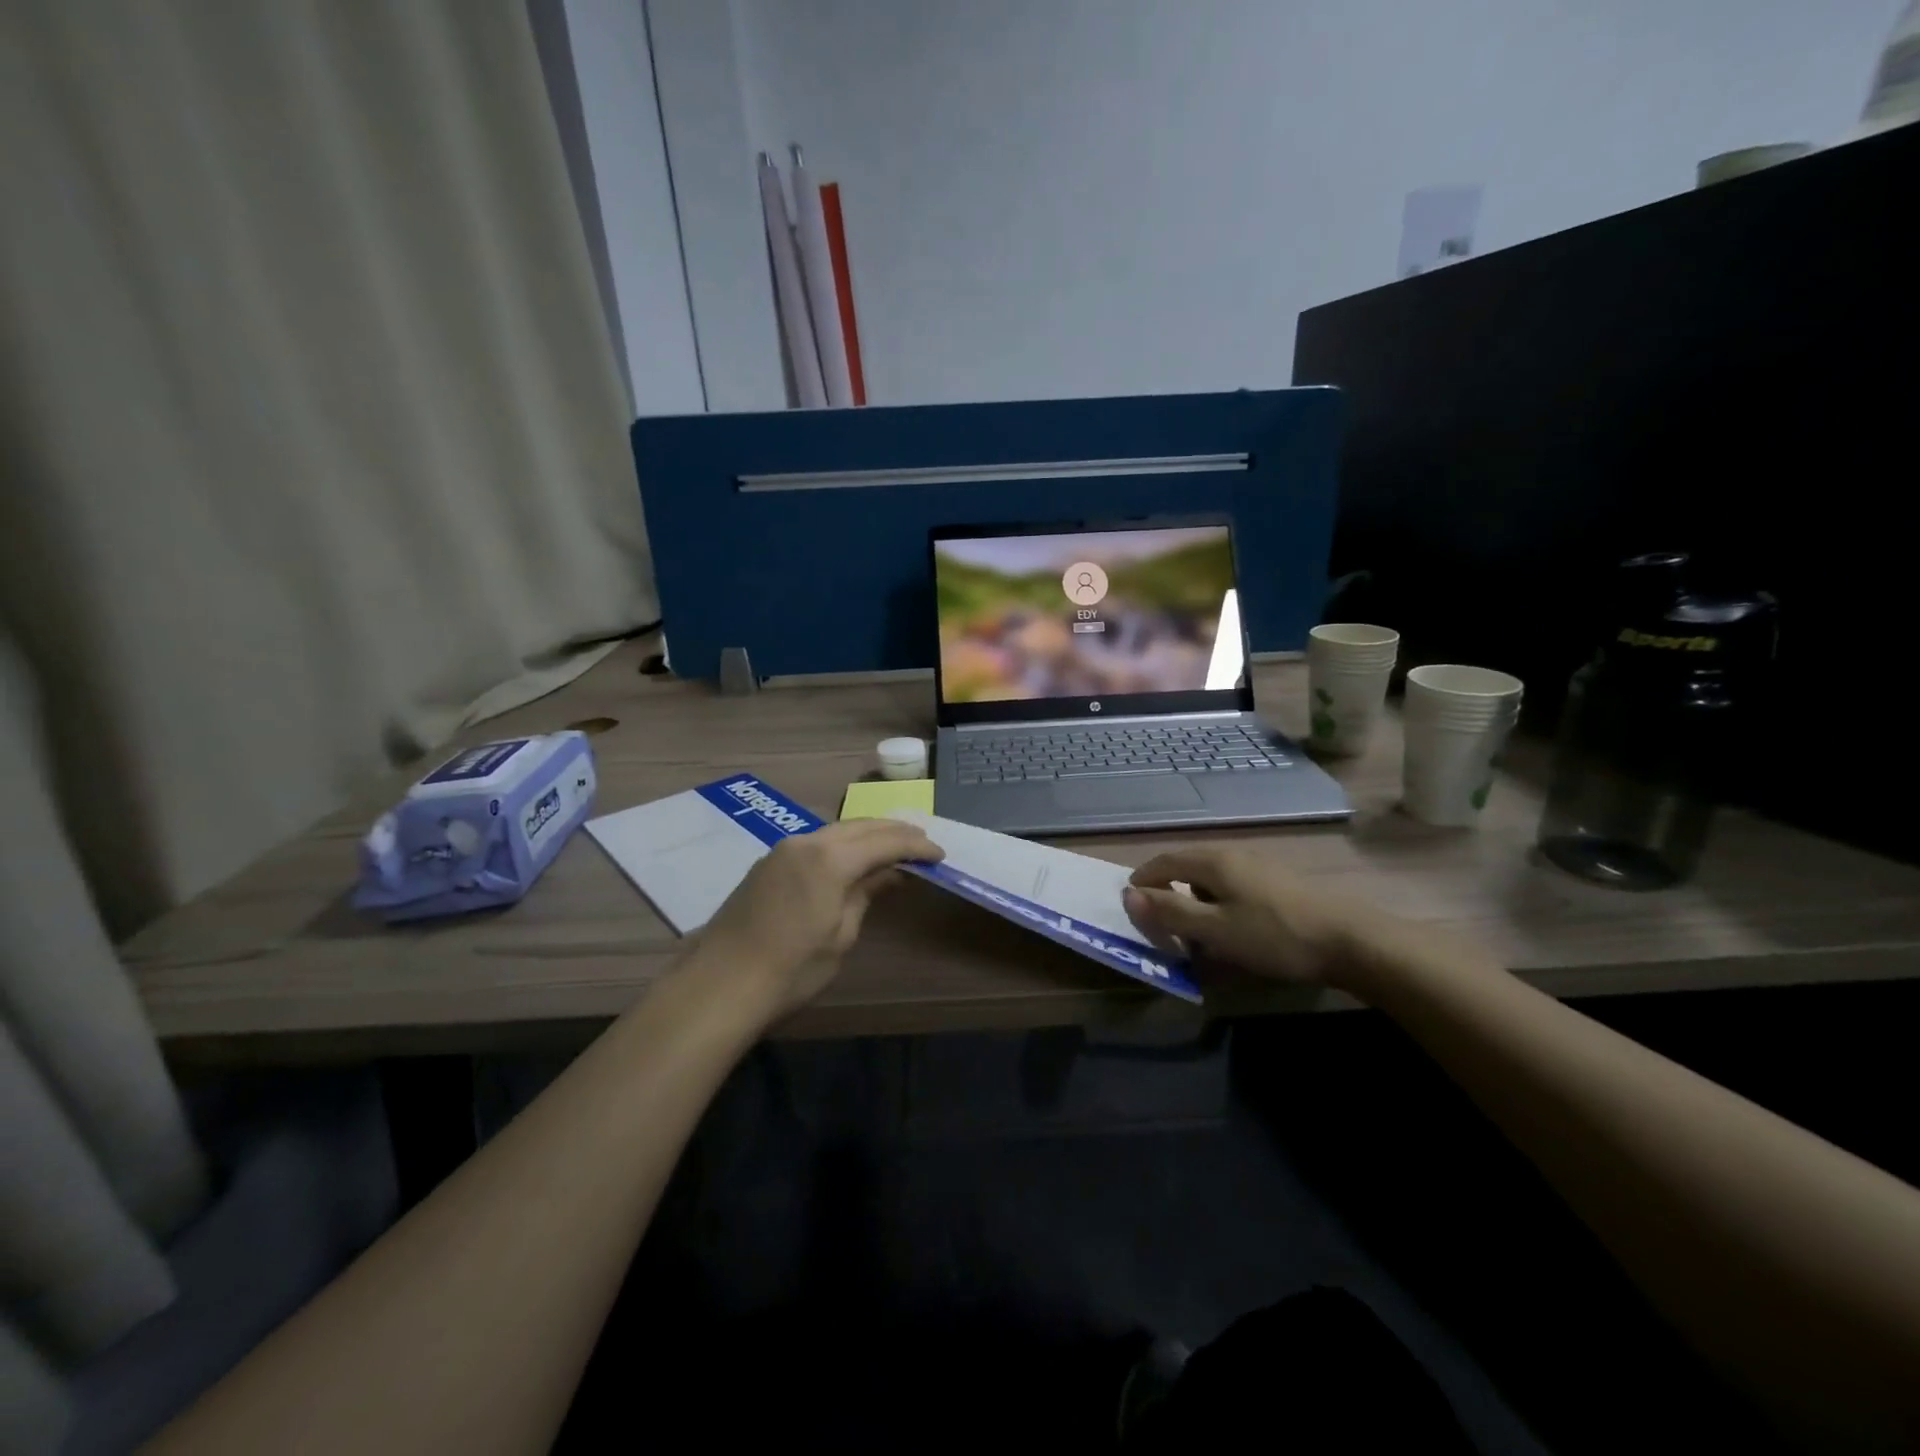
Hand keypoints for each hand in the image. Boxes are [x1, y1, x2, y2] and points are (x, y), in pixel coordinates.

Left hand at [693, 818, 942, 1018]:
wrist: (720, 985)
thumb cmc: (791, 969)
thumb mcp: (840, 935)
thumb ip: (866, 894)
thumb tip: (889, 874)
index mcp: (829, 858)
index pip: (884, 842)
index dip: (916, 847)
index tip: (940, 855)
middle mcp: (806, 842)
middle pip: (860, 826)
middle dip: (894, 832)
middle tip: (923, 842)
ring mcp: (782, 850)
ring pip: (836, 831)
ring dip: (868, 835)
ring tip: (894, 848)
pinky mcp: (768, 864)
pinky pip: (816, 843)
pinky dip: (843, 845)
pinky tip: (854, 860)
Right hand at [1122, 846, 1399, 990]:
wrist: (1350, 940)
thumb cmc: (1274, 936)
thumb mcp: (1215, 930)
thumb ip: (1170, 912)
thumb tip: (1129, 895)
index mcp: (1212, 861)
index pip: (1163, 862)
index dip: (1142, 881)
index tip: (1130, 904)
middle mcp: (1232, 854)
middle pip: (1186, 865)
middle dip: (1166, 889)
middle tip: (1157, 919)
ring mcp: (1258, 865)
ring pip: (1209, 876)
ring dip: (1192, 896)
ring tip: (1192, 928)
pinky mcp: (1277, 881)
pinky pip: (1231, 884)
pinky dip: (1216, 900)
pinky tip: (1229, 925)